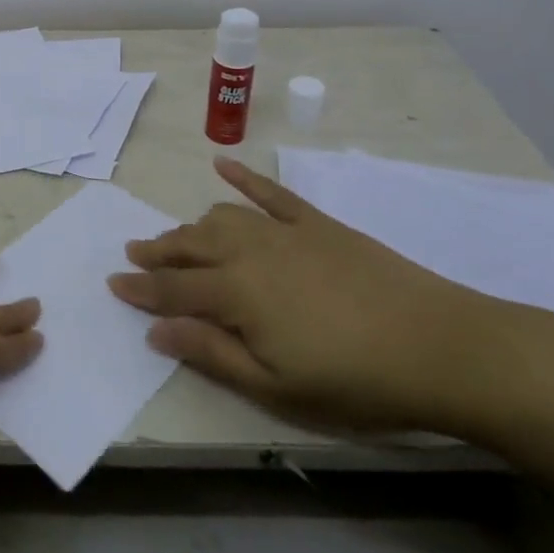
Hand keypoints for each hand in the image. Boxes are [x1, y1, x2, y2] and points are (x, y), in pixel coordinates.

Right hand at [109, 157, 496, 433]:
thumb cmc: (355, 382)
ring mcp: (284, 231)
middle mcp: (250, 252)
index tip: (113, 283)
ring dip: (192, 226)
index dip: (141, 289)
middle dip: (158, 250)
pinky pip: (270, 192)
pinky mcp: (315, 222)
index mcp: (236, 294)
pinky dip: (243, 177)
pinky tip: (221, 164)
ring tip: (177, 236)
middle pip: (190, 245)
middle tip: (134, 253)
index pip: (173, 288)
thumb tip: (155, 330)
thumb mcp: (276, 388)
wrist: (440, 347)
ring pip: (221, 218)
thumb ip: (211, 353)